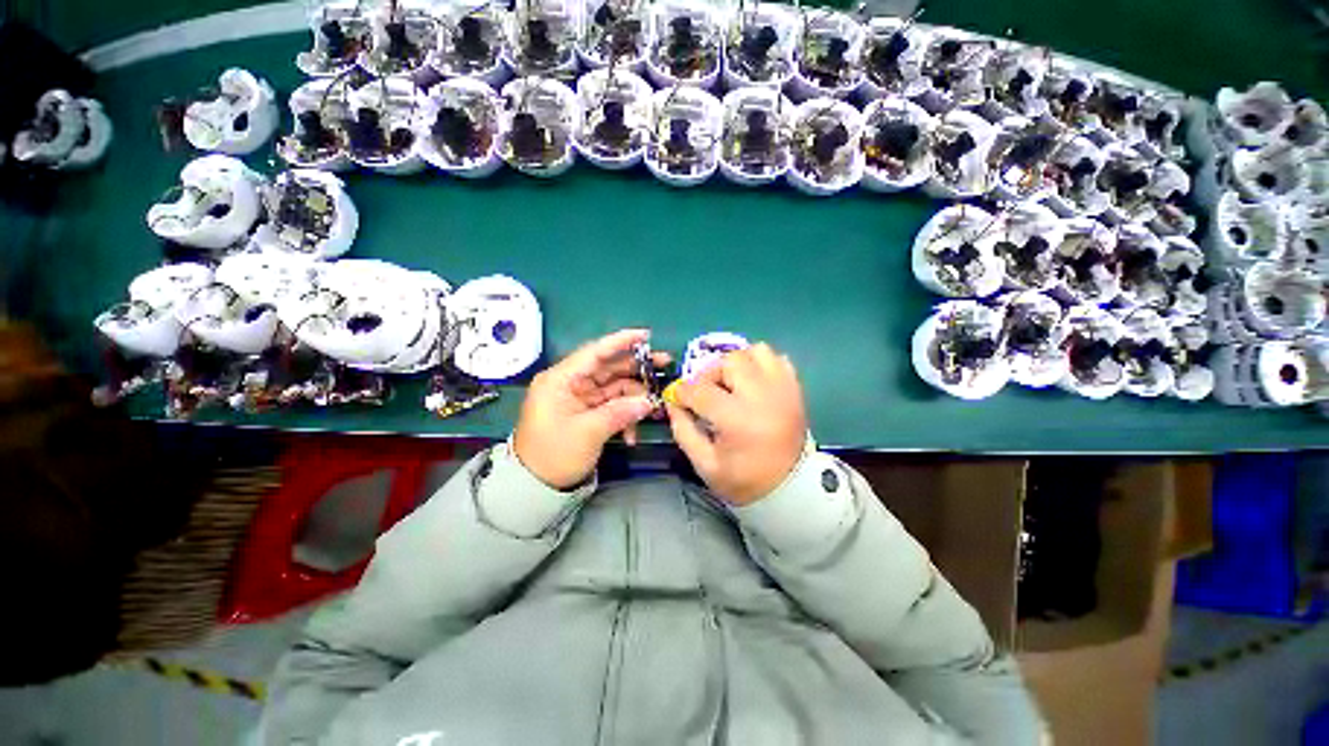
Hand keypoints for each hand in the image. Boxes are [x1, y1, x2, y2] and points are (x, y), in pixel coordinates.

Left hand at [514, 329, 667, 489]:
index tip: (646, 335)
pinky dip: (625, 415)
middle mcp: (570, 383)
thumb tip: (649, 401)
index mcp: (561, 379)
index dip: (620, 341)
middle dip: (636, 367)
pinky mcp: (586, 412)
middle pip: (608, 367)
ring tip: (656, 405)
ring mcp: (579, 398)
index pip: (594, 352)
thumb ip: (620, 412)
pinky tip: (633, 434)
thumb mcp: (587, 433)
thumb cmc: (554, 455)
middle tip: (665, 363)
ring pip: (614, 387)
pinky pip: (612, 405)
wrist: (535, 487)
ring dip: (635, 396)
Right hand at [666, 343, 807, 505]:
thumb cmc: (744, 479)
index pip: (700, 390)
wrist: (791, 488)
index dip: (682, 392)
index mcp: (737, 420)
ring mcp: (782, 389)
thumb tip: (673, 402)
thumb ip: (683, 430)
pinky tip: (754, 383)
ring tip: (732, 383)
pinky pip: (778, 358)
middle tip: (708, 391)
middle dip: (710, 373)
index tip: (678, 398)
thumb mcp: (705, 464)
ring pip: (756, 351)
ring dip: (738, 363)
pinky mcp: (795, 388)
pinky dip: (761, 365)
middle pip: (730, 361)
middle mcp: (762, 397)